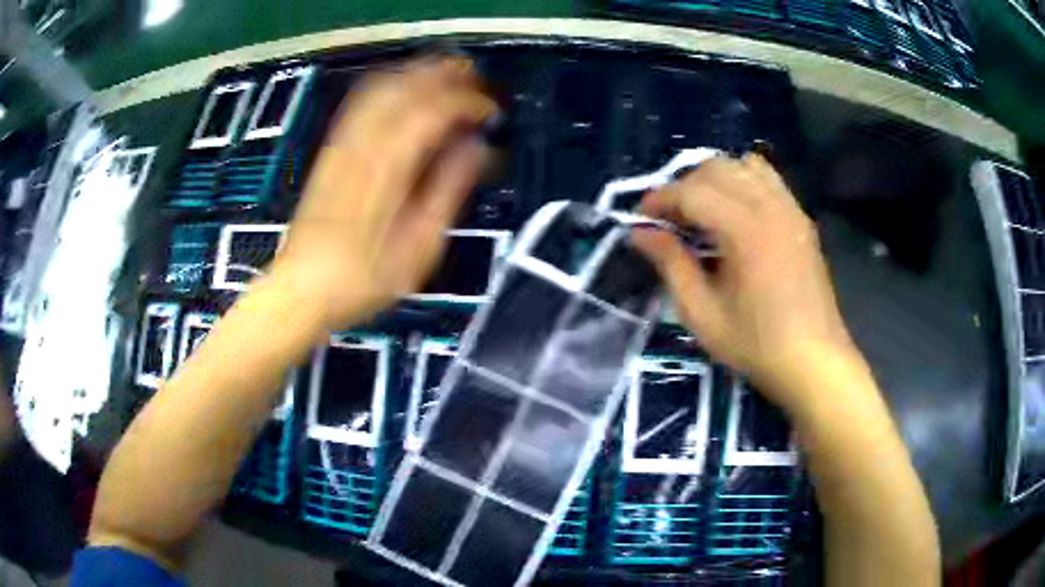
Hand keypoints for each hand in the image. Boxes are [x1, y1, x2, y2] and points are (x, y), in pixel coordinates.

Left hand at [270, 58, 496, 329]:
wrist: (301, 289)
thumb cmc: (361, 280)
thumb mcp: (417, 248)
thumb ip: (448, 191)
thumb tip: (476, 150)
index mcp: (388, 168)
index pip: (433, 111)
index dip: (468, 103)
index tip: (491, 112)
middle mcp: (362, 145)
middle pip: (405, 86)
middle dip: (443, 74)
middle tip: (474, 77)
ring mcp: (341, 144)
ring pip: (380, 87)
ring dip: (415, 73)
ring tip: (444, 74)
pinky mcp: (330, 151)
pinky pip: (360, 103)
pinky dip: (387, 86)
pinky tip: (401, 91)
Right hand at [633, 154, 861, 407]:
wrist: (814, 361)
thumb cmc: (756, 345)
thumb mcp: (702, 314)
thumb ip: (671, 264)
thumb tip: (640, 232)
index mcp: (744, 230)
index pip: (691, 192)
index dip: (659, 200)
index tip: (639, 221)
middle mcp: (769, 206)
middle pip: (716, 168)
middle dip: (683, 186)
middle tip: (668, 221)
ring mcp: (789, 208)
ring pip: (742, 166)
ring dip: (713, 179)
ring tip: (700, 212)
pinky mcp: (800, 217)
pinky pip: (767, 178)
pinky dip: (742, 181)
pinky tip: (734, 212)